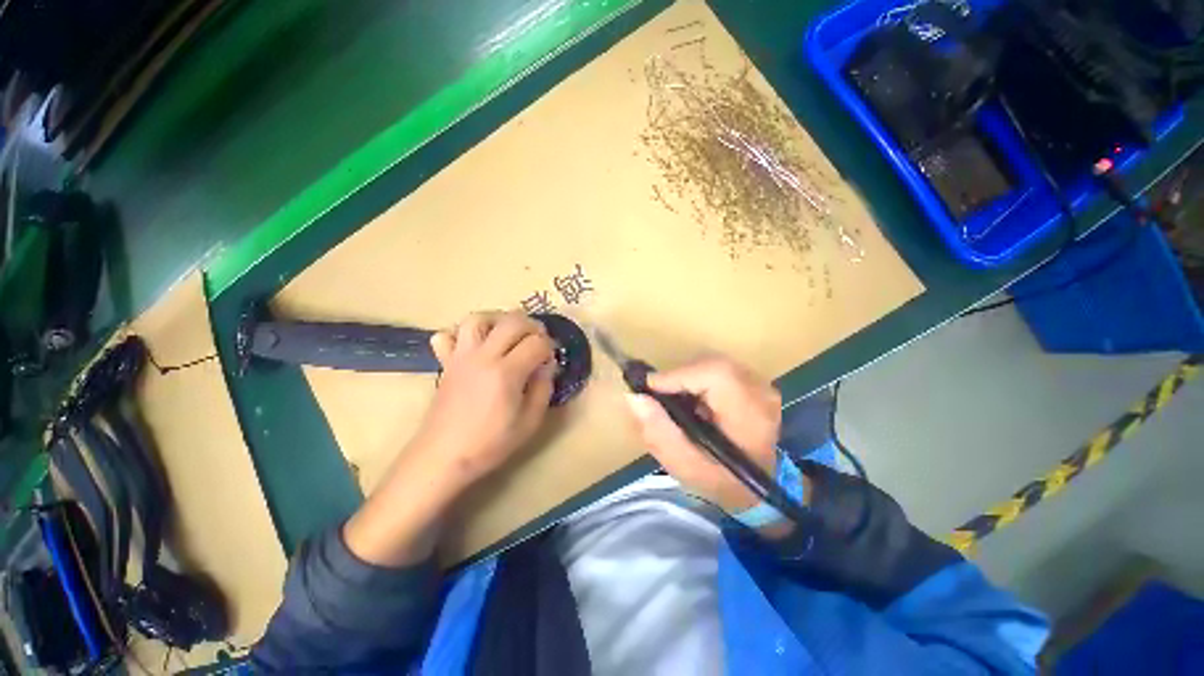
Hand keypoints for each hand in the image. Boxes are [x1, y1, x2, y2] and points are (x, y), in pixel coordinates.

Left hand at [414, 311, 556, 489]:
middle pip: (512, 321)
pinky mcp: (446, 362)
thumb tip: (547, 366)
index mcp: (507, 373)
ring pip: (478, 318)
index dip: (549, 347)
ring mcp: (461, 356)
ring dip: (498, 319)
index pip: (537, 343)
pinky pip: (447, 335)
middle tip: (538, 339)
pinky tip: (474, 345)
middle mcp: (484, 356)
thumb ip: (543, 389)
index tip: (550, 359)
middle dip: (532, 325)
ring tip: (508, 334)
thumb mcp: (529, 422)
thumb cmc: (490, 444)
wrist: (442, 456)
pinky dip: (461, 333)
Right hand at [627, 356, 780, 513]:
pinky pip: (719, 368)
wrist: (752, 489)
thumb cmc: (718, 481)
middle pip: (712, 364)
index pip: (715, 374)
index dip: (678, 375)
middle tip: (660, 397)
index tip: (649, 388)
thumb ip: (658, 431)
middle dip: (679, 376)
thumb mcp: (682, 465)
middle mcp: (761, 394)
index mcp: (750, 416)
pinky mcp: (755, 383)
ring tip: (676, 402)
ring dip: (688, 377)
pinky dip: (698, 379)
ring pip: (714, 362)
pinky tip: (693, 401)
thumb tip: (634, 397)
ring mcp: (761, 386)